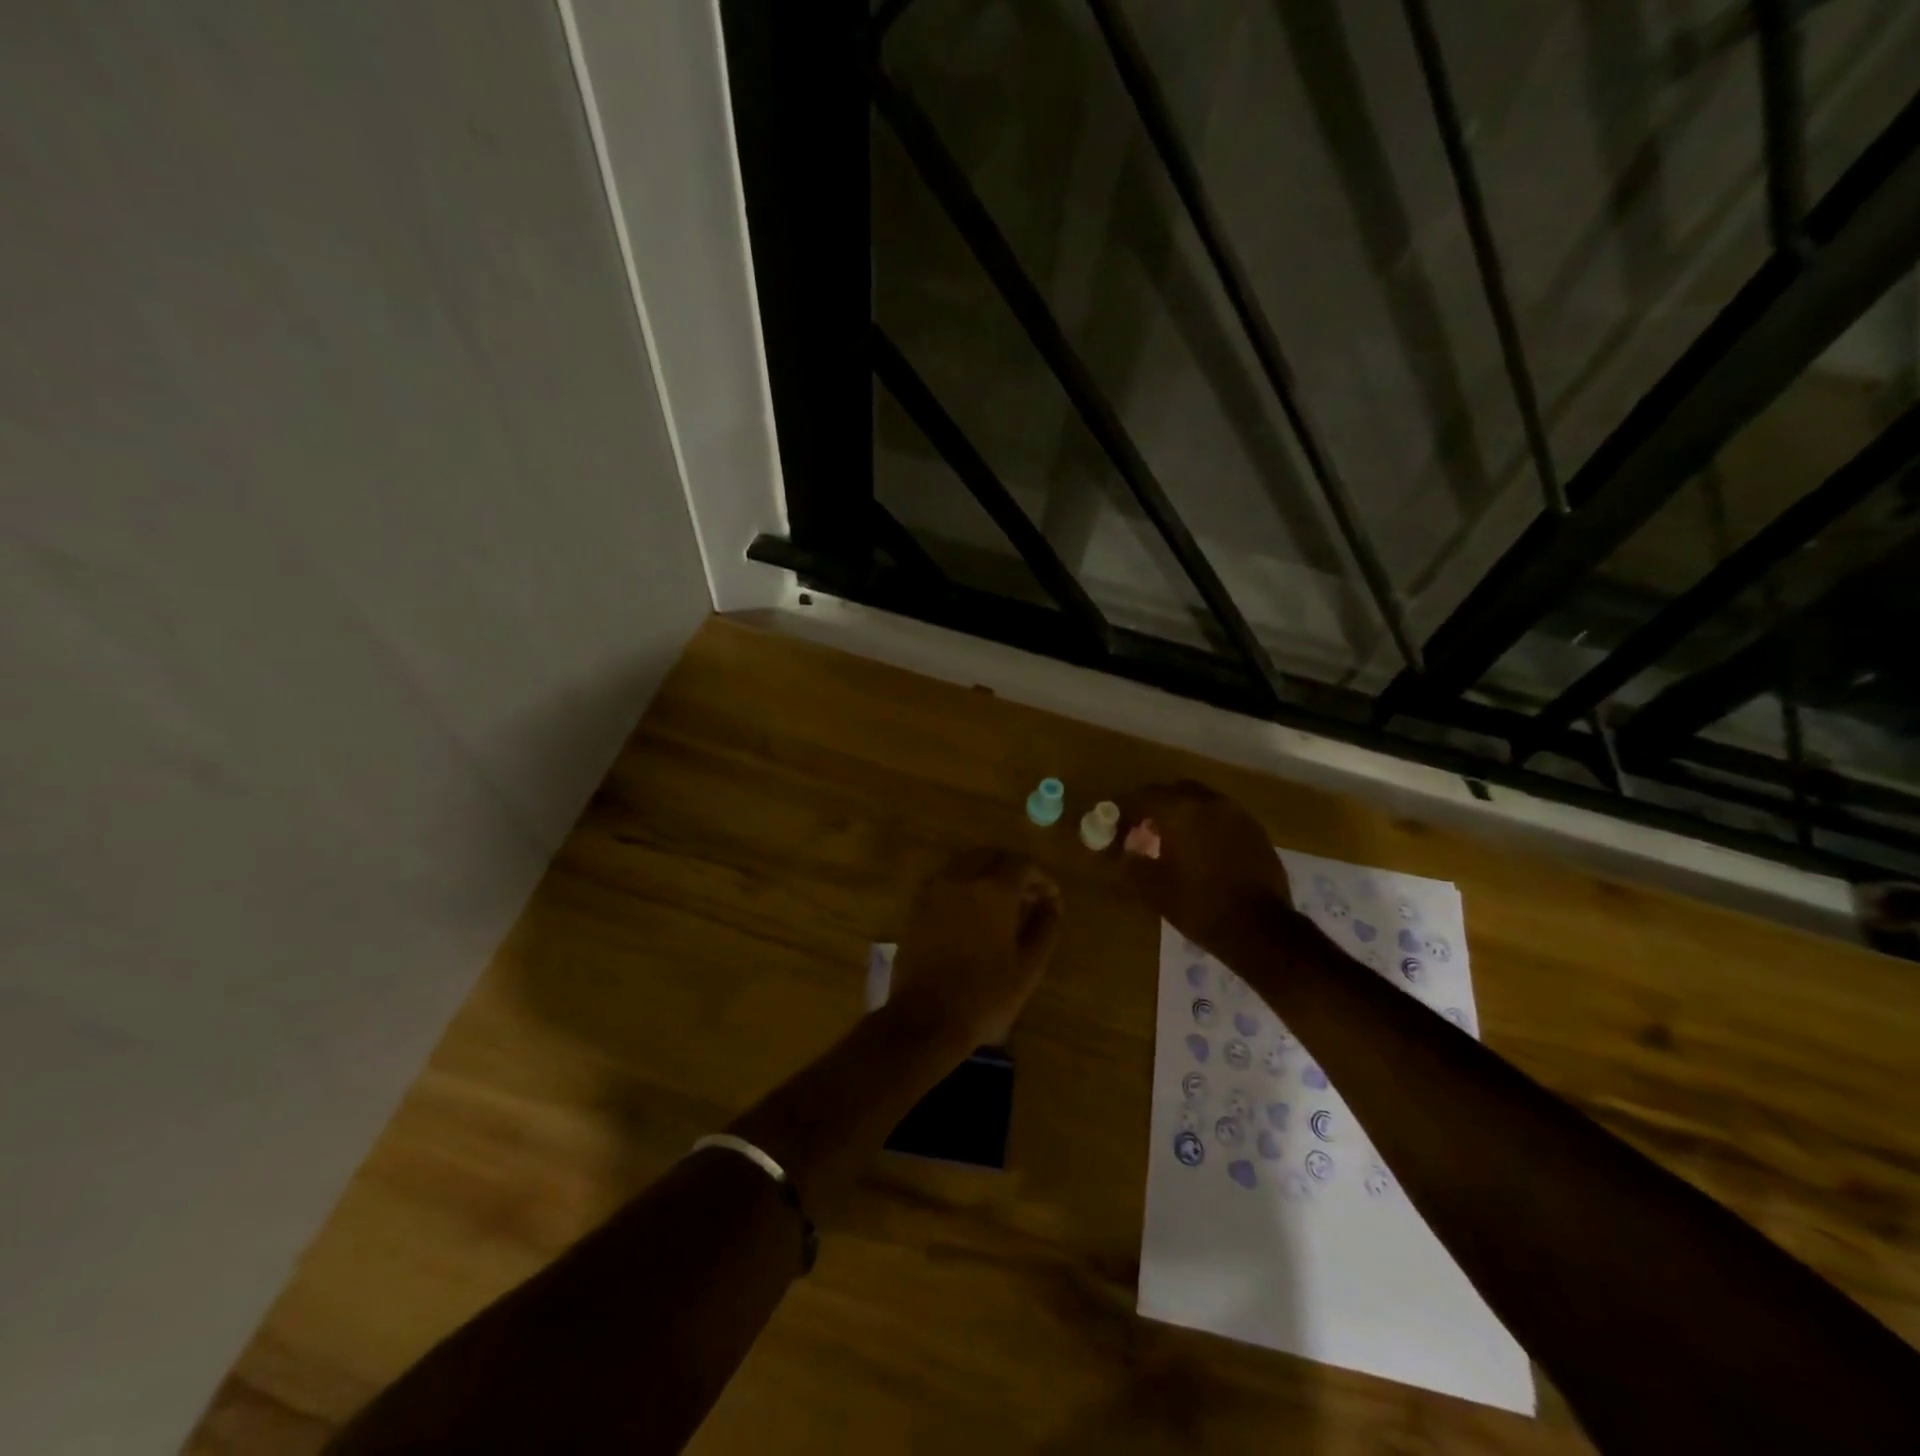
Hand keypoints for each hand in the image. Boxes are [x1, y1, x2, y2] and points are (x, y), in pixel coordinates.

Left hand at [887, 849, 1061, 1048]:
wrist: (925, 1019)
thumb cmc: (985, 996)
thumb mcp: (1028, 967)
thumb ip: (1045, 928)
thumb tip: (1052, 904)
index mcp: (993, 890)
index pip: (1022, 864)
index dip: (1041, 877)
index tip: (1050, 899)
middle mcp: (961, 879)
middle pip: (990, 855)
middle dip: (1012, 869)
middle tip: (1027, 896)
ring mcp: (934, 890)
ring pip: (965, 863)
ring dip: (986, 873)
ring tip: (1000, 903)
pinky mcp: (916, 906)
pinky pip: (945, 880)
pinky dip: (963, 884)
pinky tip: (972, 912)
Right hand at [1114, 780, 1290, 952]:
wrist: (1260, 929)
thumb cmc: (1199, 906)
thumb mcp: (1153, 889)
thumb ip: (1131, 863)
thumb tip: (1124, 851)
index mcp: (1181, 811)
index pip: (1143, 797)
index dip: (1125, 810)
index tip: (1115, 826)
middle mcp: (1210, 803)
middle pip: (1174, 792)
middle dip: (1156, 806)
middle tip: (1144, 830)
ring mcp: (1237, 814)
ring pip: (1201, 802)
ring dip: (1184, 814)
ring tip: (1174, 841)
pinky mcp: (1256, 831)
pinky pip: (1222, 817)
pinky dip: (1207, 825)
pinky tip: (1203, 851)